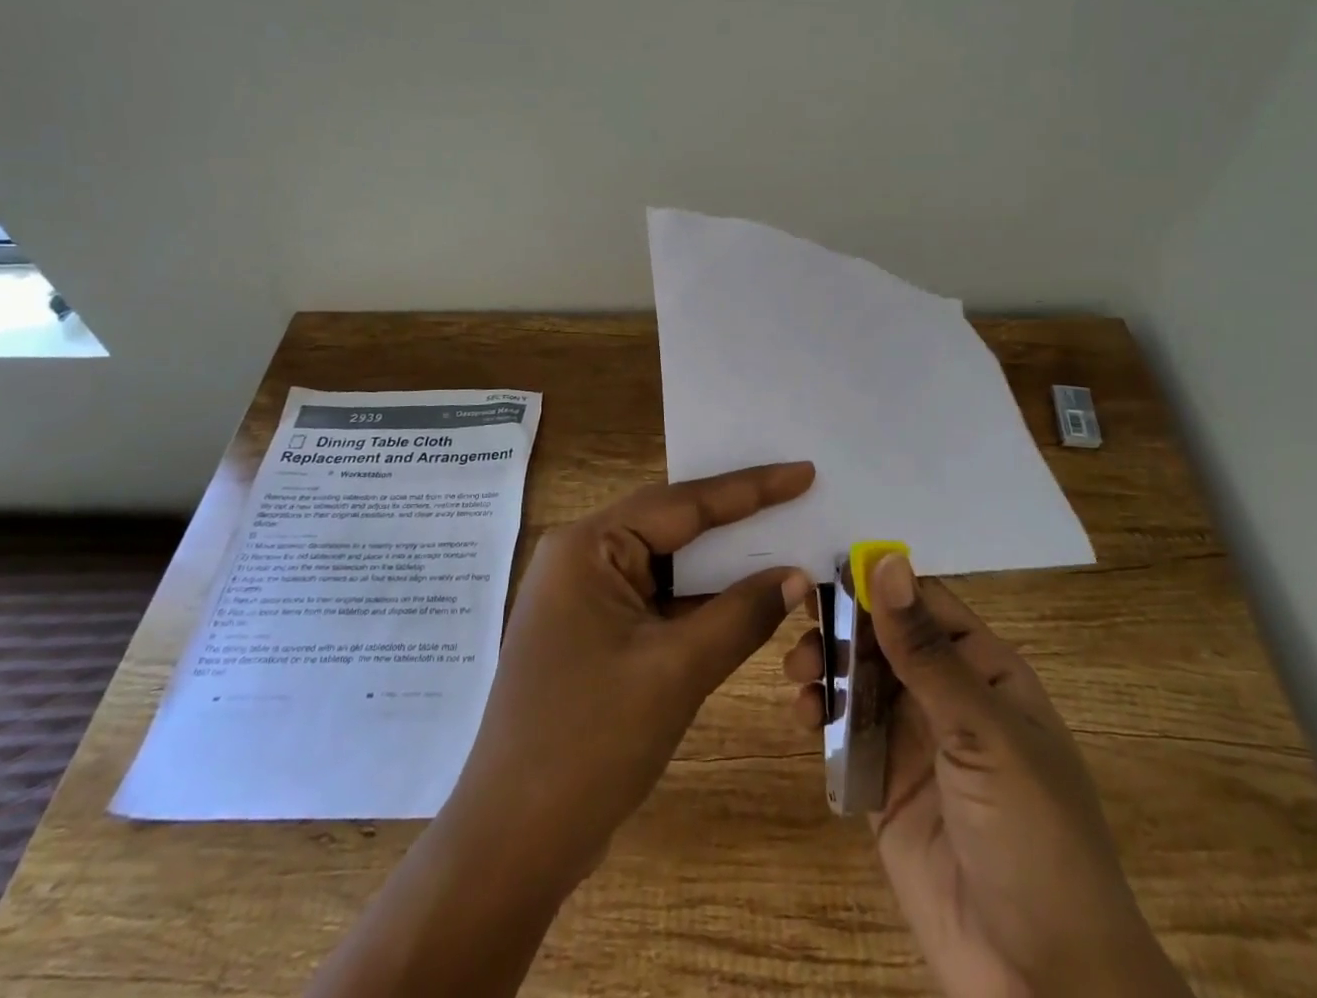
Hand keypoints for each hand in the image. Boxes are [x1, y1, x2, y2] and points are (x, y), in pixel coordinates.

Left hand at [310, 462, 814, 997]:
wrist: (514, 845)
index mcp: (588, 546)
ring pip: (670, 567)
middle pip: (674, 527)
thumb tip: (798, 575)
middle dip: (738, 521)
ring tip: (786, 542)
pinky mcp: (597, 635)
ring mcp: (587, 598)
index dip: (750, 488)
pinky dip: (703, 602)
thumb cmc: (590, 741)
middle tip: (800, 499)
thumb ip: (741, 614)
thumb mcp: (676, 670)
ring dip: (724, 566)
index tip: (802, 471)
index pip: (683, 503)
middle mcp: (583, 558)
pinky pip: (660, 602)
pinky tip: (749, 600)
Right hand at [783, 553, 1188, 996]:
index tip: (824, 566)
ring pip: (858, 678)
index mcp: (985, 670)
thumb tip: (887, 559)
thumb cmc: (1032, 838)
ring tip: (798, 675)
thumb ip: (925, 651)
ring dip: (824, 664)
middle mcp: (947, 696)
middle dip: (841, 622)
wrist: (1041, 986)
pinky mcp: (883, 784)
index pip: (925, 604)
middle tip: (799, 620)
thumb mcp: (982, 734)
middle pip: (884, 636)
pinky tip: (802, 714)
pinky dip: (819, 714)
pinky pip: (844, 732)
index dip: (878, 581)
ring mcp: (913, 741)